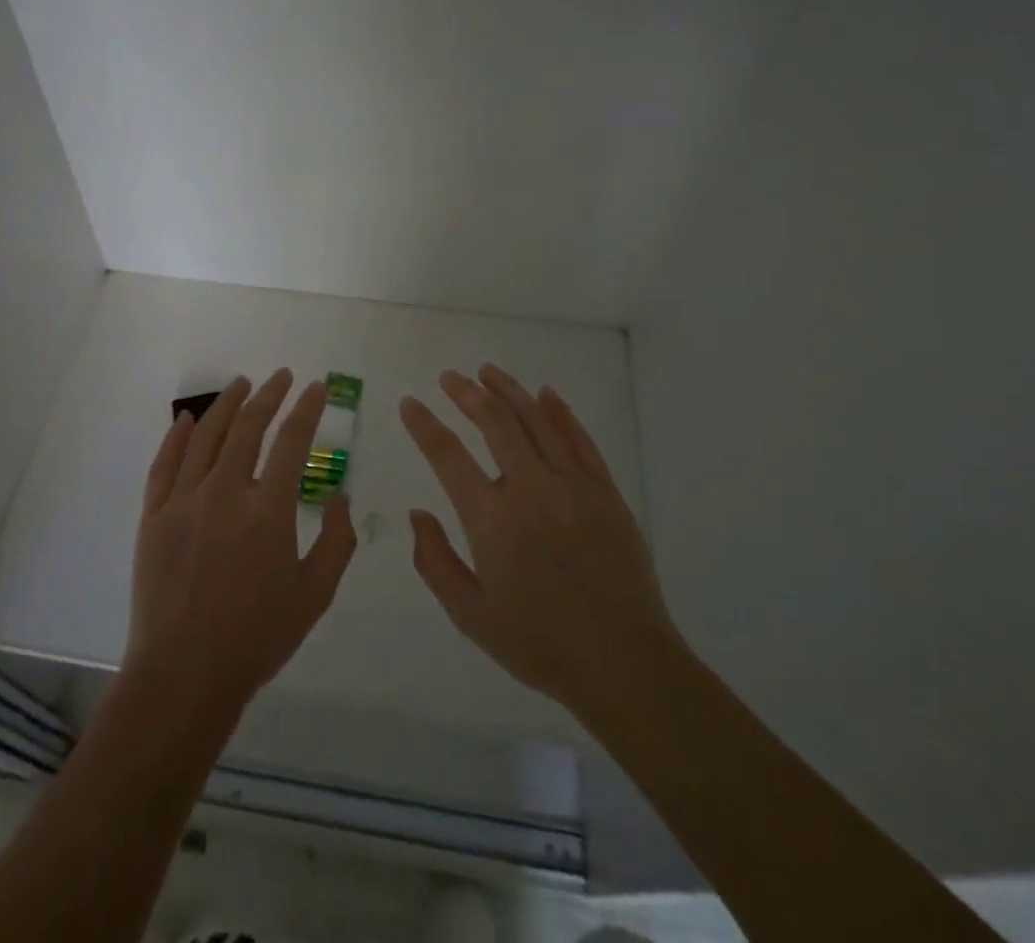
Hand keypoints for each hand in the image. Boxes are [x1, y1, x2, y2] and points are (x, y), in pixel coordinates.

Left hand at [125, 370, 358, 718]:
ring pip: (207, 436)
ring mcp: (184, 501)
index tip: (316, 388)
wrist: (185, 675)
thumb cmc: (257, 638)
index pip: (293, 442)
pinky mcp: (154, 516)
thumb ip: (337, 542)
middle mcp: (226, 492)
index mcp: (269, 510)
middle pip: (249, 427)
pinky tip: (187, 418)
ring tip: (242, 383)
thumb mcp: (315, 595)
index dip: (307, 409)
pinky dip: (177, 436)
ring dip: (227, 404)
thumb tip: (342, 496)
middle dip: (270, 395)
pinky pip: (165, 464)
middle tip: (282, 377)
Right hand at [400, 364, 680, 721]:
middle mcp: (531, 491)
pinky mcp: (605, 492)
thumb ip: (435, 561)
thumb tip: (418, 512)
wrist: (625, 664)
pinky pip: (579, 439)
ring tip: (487, 371)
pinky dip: (559, 412)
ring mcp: (573, 486)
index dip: (424, 425)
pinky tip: (545, 394)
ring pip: (536, 420)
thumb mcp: (471, 615)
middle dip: (466, 393)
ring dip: (509, 390)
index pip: (448, 456)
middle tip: (449, 377)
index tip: (409, 404)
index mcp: (493, 521)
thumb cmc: (540, 644)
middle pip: (494, 423)